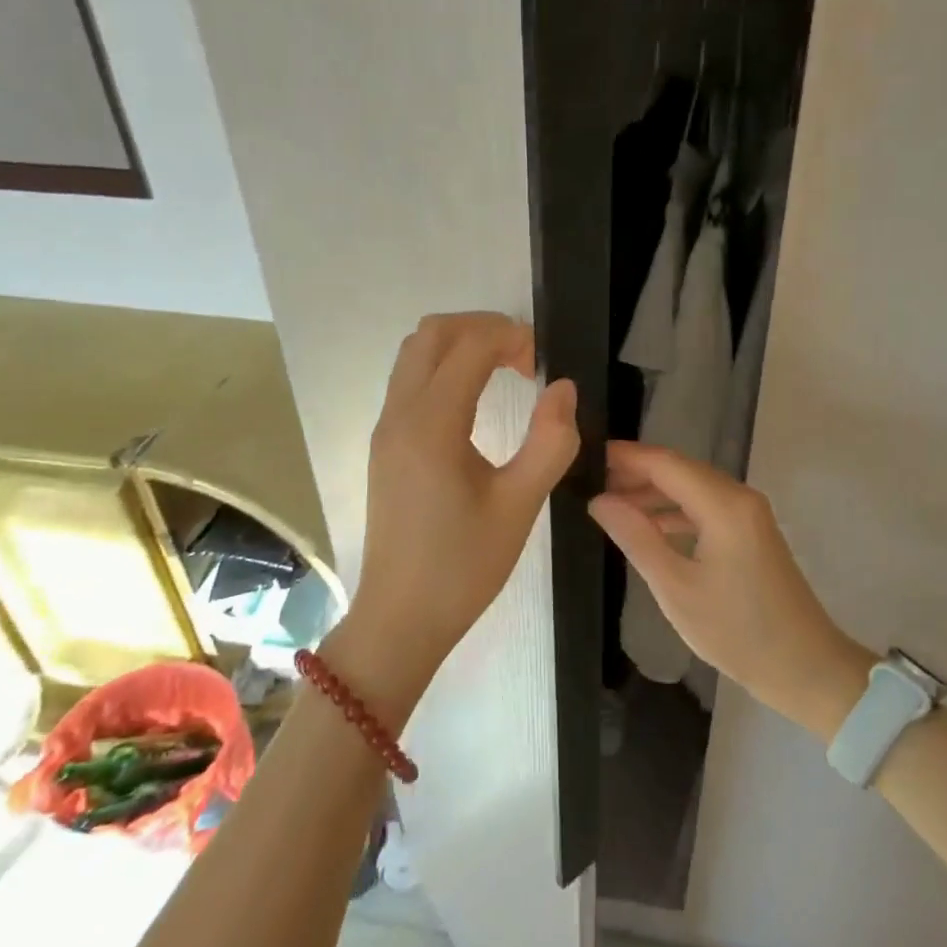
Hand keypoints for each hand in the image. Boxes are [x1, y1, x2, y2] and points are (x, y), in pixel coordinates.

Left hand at [336, 314, 578, 711]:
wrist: (400, 618)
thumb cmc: (464, 566)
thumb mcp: (520, 506)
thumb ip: (550, 442)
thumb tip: (563, 388)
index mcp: (431, 424)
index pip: (469, 346)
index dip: (511, 338)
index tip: (544, 362)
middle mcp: (399, 414)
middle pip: (432, 334)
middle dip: (482, 328)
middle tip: (524, 358)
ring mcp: (385, 428)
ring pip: (414, 353)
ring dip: (459, 345)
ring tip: (504, 371)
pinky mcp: (384, 445)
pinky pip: (408, 380)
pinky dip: (443, 368)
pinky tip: (475, 400)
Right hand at [589, 441, 871, 738]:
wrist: (804, 667)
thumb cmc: (736, 630)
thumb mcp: (675, 587)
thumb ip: (635, 537)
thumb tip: (599, 500)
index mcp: (723, 505)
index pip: (666, 464)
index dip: (626, 457)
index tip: (588, 458)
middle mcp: (739, 497)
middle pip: (680, 470)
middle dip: (636, 474)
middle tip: (592, 485)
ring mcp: (749, 514)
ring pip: (692, 488)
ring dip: (654, 494)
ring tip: (612, 507)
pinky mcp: (751, 532)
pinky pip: (706, 507)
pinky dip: (675, 512)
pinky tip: (648, 528)